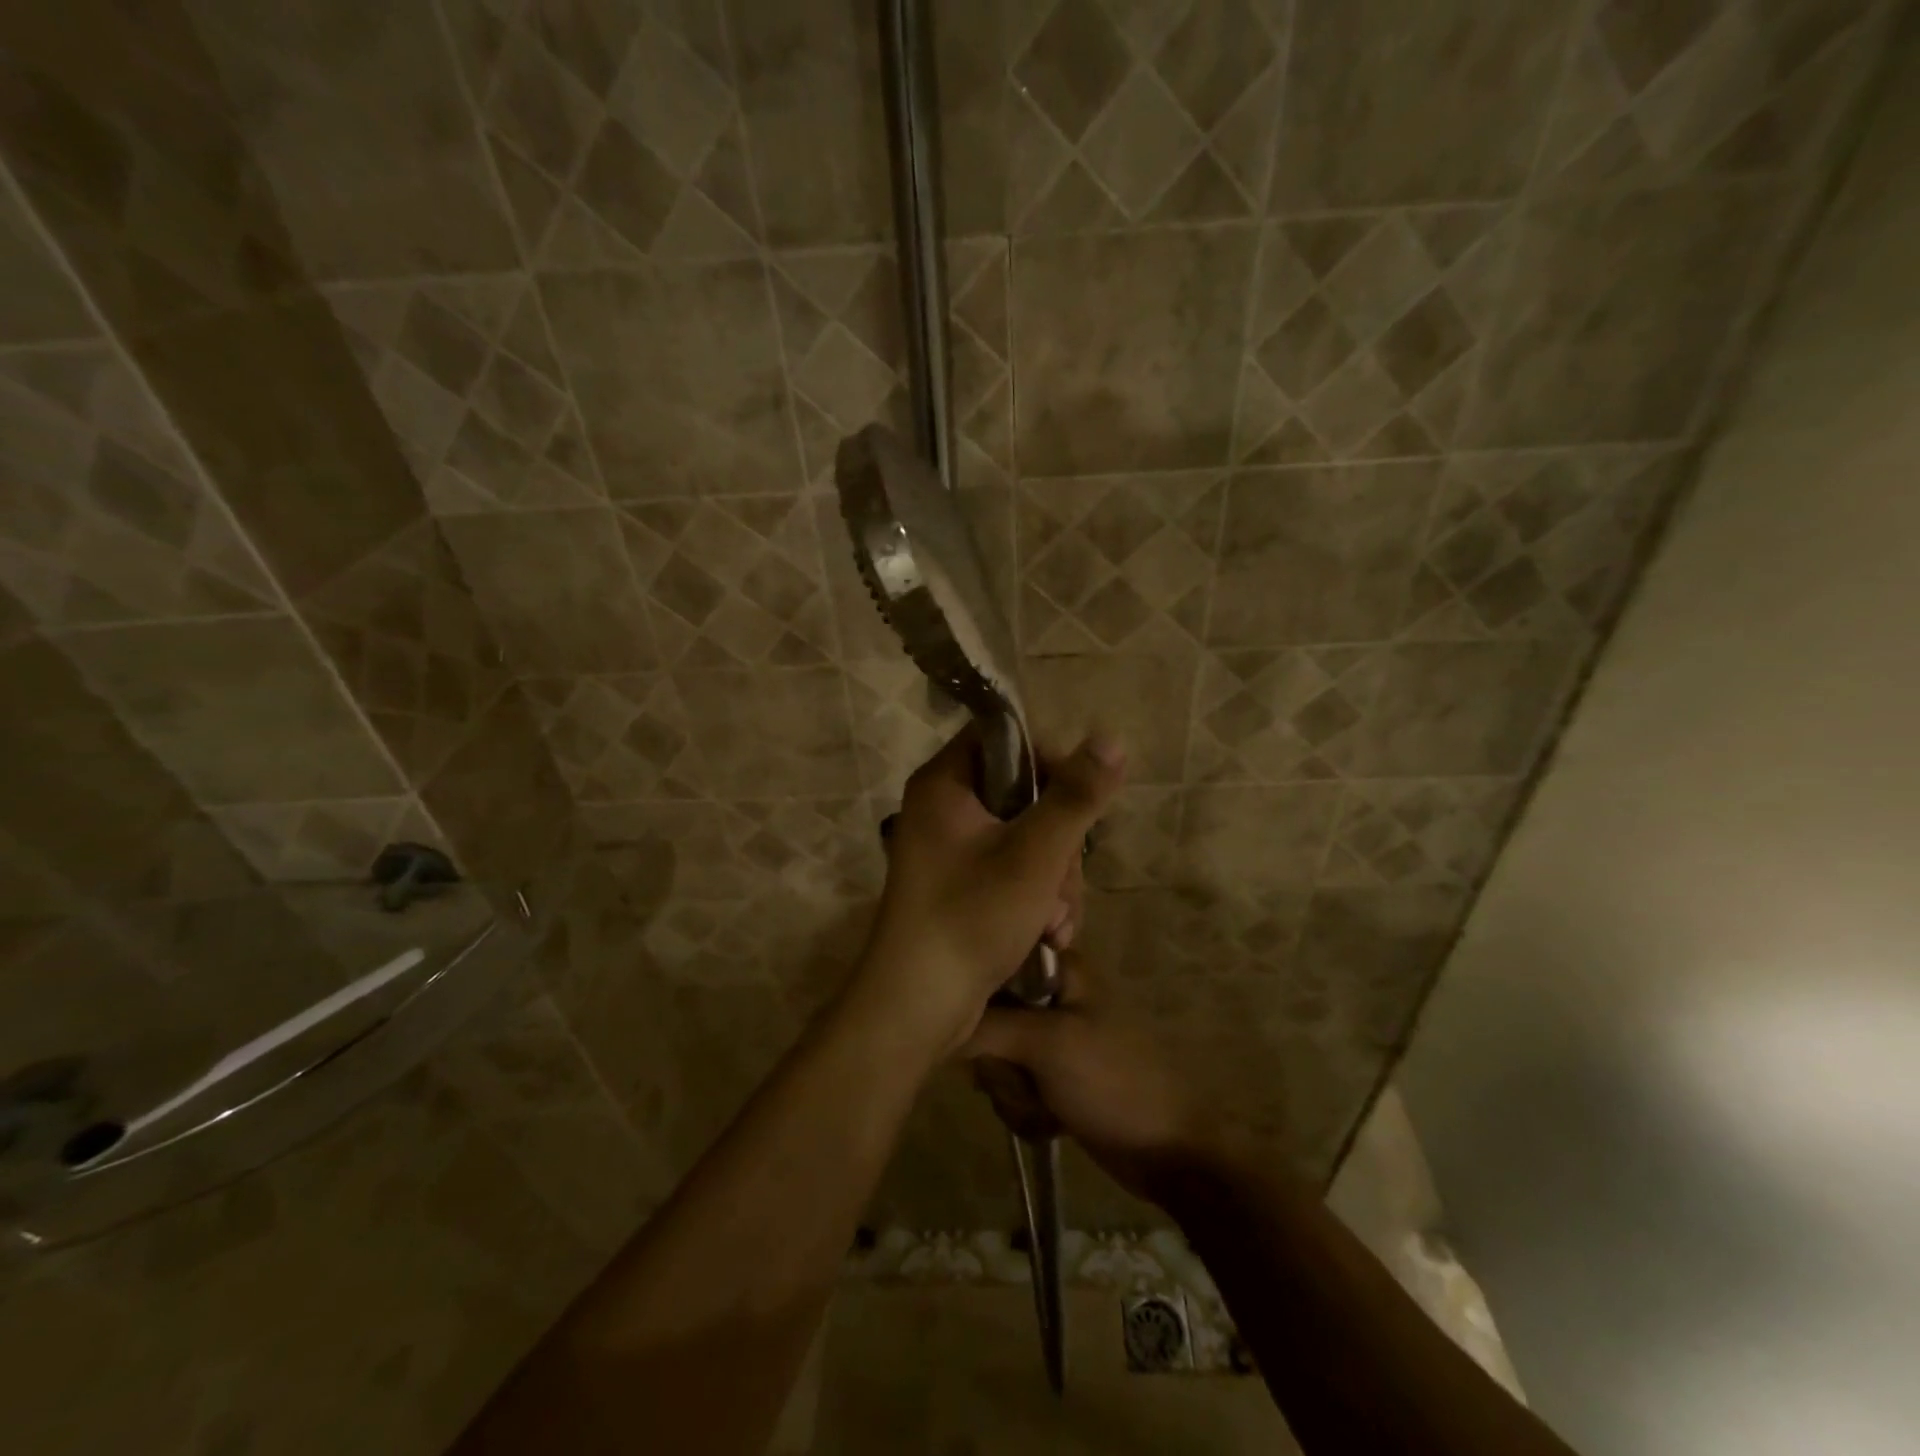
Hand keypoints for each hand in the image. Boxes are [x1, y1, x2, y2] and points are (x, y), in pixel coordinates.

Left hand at [850, 726, 1123, 1054]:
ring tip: (1053, 922)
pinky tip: (1046, 934)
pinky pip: (1014, 871)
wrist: (917, 1005)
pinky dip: (1036, 899)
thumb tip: (1111, 739)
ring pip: (1028, 838)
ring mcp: (952, 850)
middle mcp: (944, 809)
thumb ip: (1075, 797)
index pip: (1004, 738)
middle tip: (1059, 883)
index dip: (1048, 760)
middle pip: (1024, 794)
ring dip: (1055, 880)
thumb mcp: (1034, 854)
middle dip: (1058, 843)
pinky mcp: (963, 885)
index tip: (1077, 798)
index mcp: (944, 784)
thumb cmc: (970, 917)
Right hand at [964, 951, 1214, 1202]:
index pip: (993, 962)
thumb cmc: (1113, 1080)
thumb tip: (935, 1021)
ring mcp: (1053, 1039)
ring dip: (1013, 1091)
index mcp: (1059, 968)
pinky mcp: (1053, 1077)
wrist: (1169, 1152)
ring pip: (996, 1057)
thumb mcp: (1047, 1044)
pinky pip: (1013, 1086)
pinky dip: (1025, 1108)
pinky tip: (1050, 1122)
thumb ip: (987, 1027)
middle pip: (988, 1017)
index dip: (977, 995)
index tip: (973, 1026)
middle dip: (998, 1060)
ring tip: (1045, 1104)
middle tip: (1025, 1075)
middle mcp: (1052, 996)